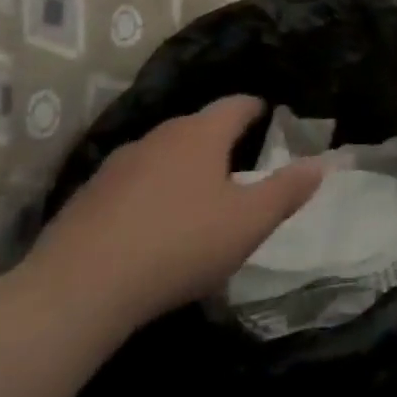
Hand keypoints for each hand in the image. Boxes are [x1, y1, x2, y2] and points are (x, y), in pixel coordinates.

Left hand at [22, 95, 331, 340]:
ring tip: (197, 198)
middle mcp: (159, 136)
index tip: (271, 120)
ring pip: (162, 155)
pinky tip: (151, 227)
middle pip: (198, 127)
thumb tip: (321, 163)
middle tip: (241, 165)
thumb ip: (288, 190)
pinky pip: (131, 184)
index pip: (237, 104)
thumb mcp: (249, 222)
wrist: (74, 292)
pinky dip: (149, 194)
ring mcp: (116, 165)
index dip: (258, 109)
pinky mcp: (86, 198)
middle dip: (221, 141)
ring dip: (182, 168)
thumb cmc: (178, 246)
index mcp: (201, 134)